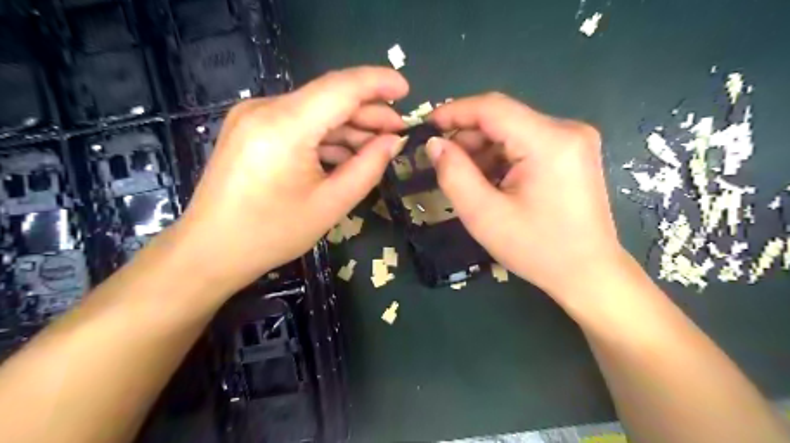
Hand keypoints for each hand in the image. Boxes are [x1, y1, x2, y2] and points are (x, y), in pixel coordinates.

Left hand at [176, 65, 410, 290]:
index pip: (341, 88)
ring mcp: (254, 116)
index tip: (407, 90)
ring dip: (348, 126)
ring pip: (315, 110)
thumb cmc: (272, 233)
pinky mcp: (250, 128)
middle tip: (398, 130)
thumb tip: (393, 141)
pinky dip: (326, 135)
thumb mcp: (331, 204)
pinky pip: (299, 123)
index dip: (378, 84)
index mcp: (285, 126)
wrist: (211, 250)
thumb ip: (368, 167)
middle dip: (368, 112)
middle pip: (329, 97)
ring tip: (378, 145)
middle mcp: (265, 109)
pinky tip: (347, 152)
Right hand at [429, 93, 627, 301]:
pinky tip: (491, 181)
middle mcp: (567, 130)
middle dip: (468, 137)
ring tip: (467, 178)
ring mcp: (574, 140)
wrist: (588, 273)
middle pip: (503, 118)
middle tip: (443, 162)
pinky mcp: (573, 153)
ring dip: (484, 150)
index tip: (425, 126)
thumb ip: (454, 174)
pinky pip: (527, 143)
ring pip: (513, 131)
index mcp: (549, 141)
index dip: (454, 112)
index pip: (492, 108)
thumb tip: (434, 144)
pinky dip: (502, 157)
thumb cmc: (537, 250)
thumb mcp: (484, 215)